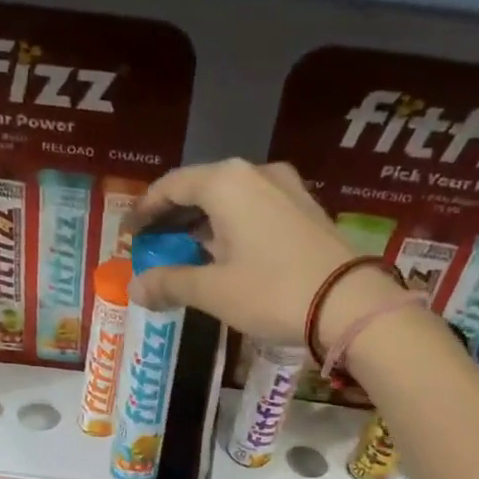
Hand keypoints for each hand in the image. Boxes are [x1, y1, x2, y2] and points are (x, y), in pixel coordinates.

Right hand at [124, 159, 403, 346]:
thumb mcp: (213, 291)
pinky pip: (253, 210)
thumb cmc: (272, 291)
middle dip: (172, 217)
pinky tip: (223, 254)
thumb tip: (135, 288)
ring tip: (183, 252)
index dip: (144, 210)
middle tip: (151, 245)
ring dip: (202, 224)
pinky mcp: (304, 210)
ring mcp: (285, 189)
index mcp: (226, 183)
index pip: (172, 186)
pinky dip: (229, 227)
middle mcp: (255, 173)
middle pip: (200, 189)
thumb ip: (169, 283)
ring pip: (229, 200)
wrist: (350, 304)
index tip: (127, 234)